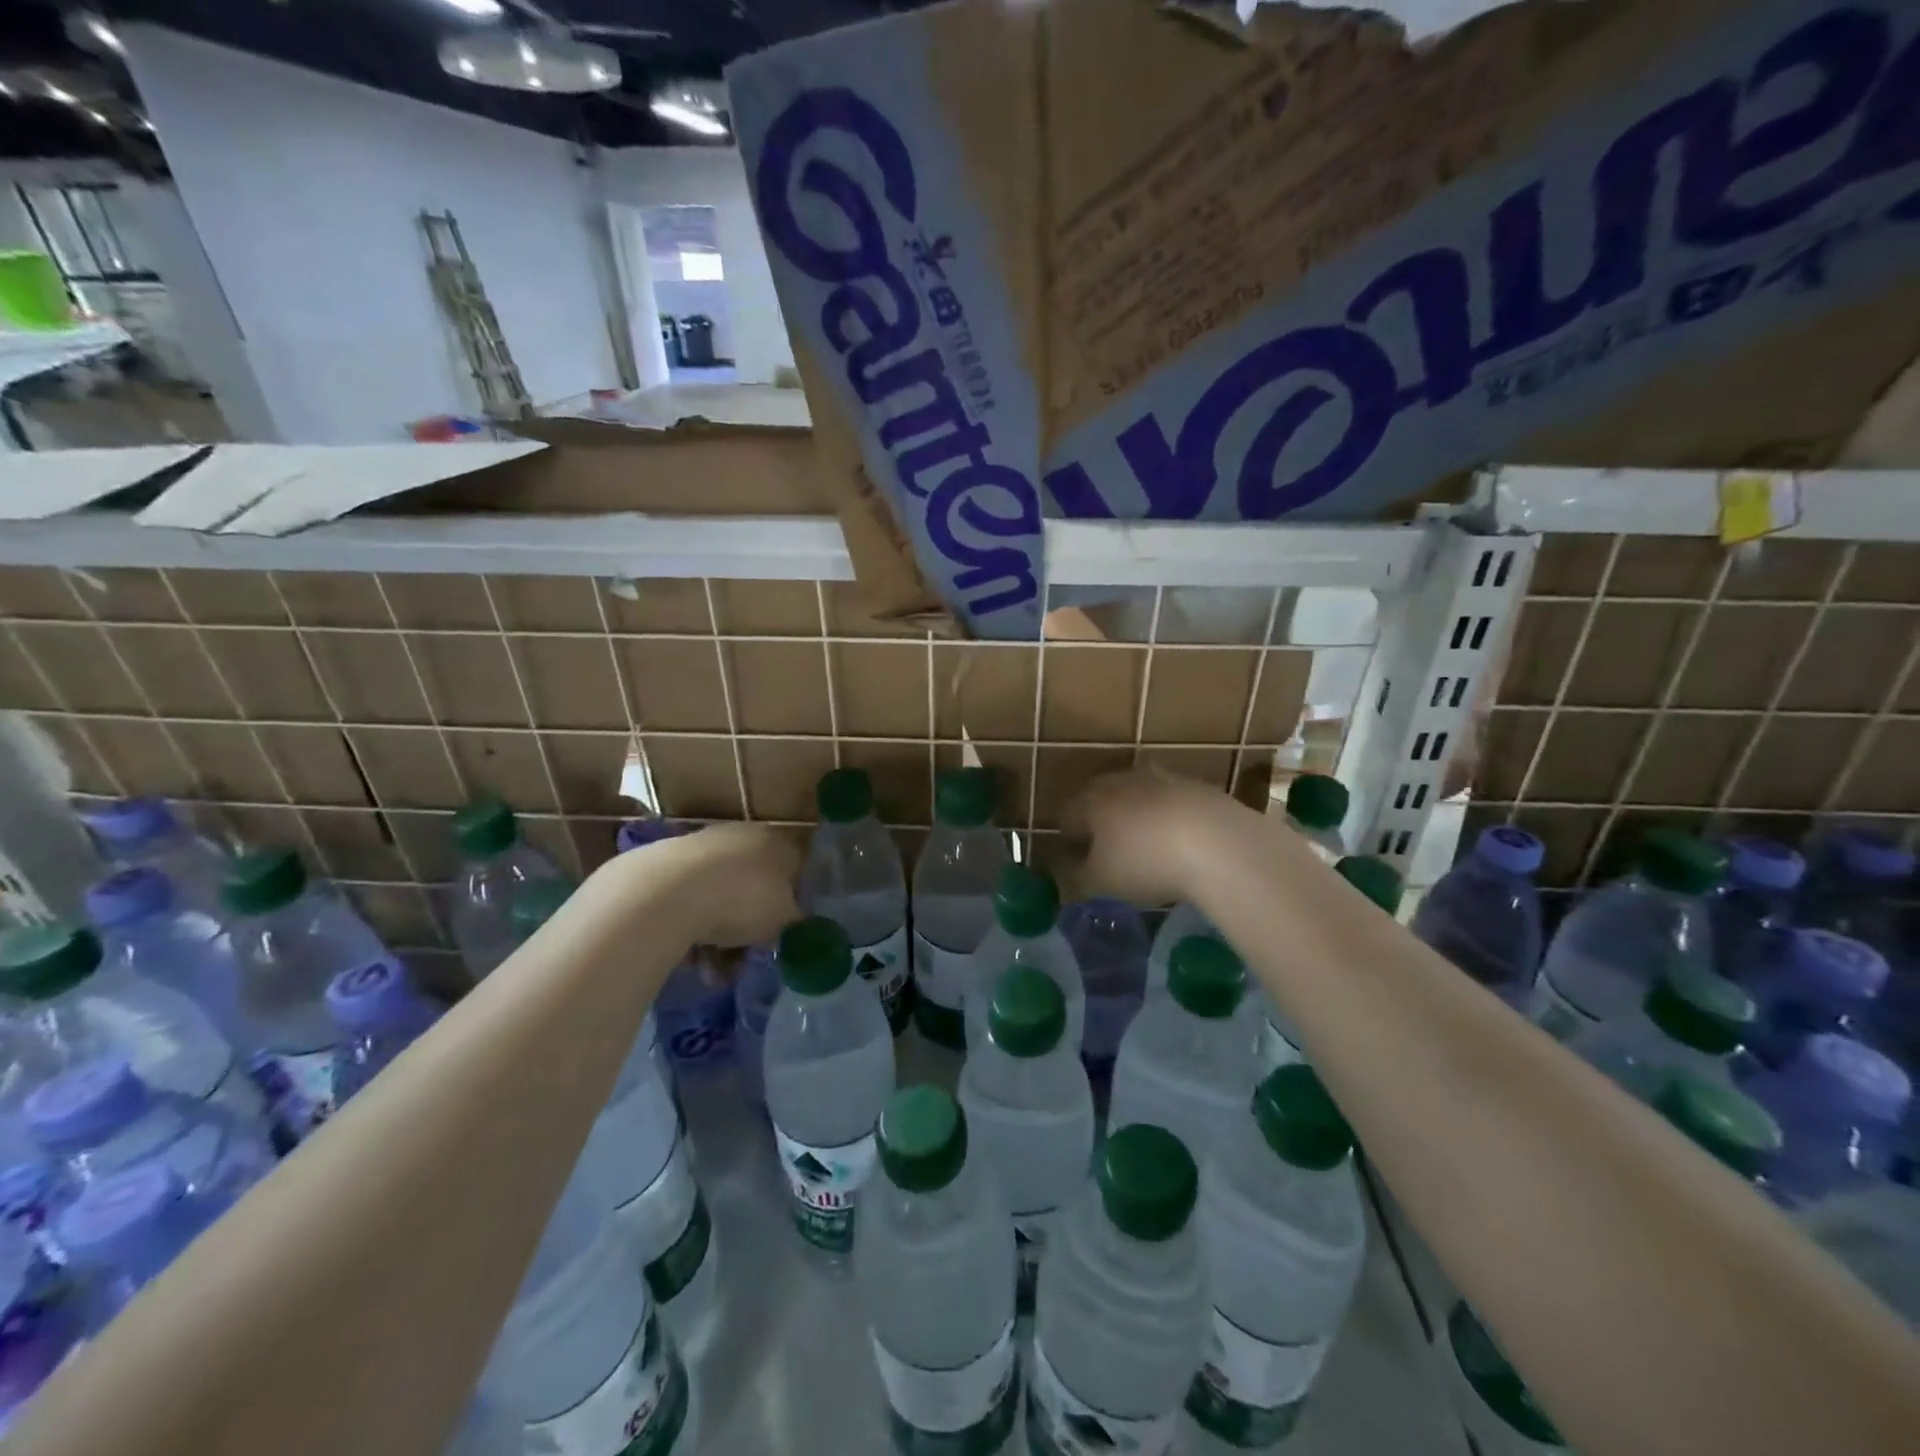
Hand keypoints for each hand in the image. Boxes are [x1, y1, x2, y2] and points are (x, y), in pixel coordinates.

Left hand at [644, 823, 801, 947]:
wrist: (667, 892)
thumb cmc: (742, 899)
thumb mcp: (783, 917)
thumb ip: (795, 920)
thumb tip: (797, 922)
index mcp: (775, 841)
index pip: (793, 869)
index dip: (791, 903)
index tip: (783, 933)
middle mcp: (740, 837)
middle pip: (752, 888)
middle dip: (748, 931)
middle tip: (744, 961)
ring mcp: (701, 850)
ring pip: (719, 900)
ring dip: (719, 942)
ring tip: (712, 975)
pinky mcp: (666, 868)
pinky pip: (689, 905)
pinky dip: (692, 931)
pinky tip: (689, 961)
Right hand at [1064, 771, 1240, 907]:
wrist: (1219, 843)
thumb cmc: (1145, 863)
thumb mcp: (1100, 883)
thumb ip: (1076, 875)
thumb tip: (1067, 869)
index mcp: (1092, 800)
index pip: (1067, 814)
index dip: (1067, 837)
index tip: (1075, 859)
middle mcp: (1123, 781)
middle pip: (1101, 797)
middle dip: (1101, 820)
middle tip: (1108, 850)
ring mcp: (1163, 779)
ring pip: (1139, 796)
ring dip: (1137, 816)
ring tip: (1147, 846)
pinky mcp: (1198, 787)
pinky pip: (1173, 803)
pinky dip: (1170, 818)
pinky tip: (1182, 843)